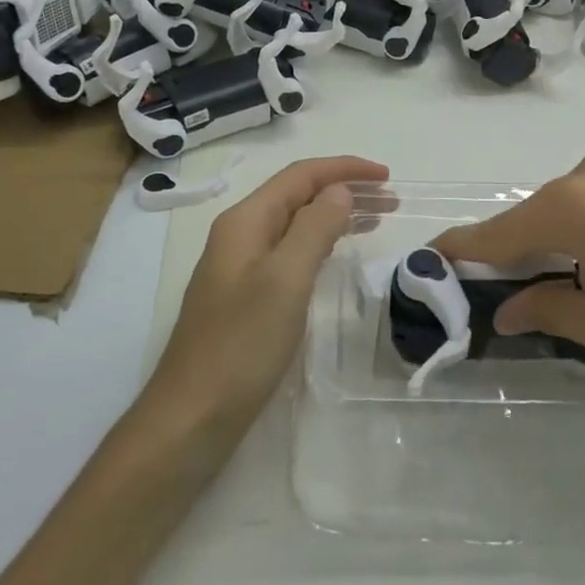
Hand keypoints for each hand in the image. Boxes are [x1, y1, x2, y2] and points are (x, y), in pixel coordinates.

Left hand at [147, 156, 387, 433]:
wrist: (192, 416)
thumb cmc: (241, 345)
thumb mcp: (285, 280)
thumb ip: (313, 228)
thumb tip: (338, 190)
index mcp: (245, 221)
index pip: (300, 176)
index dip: (344, 168)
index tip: (387, 175)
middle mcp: (240, 235)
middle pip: (298, 196)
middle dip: (344, 190)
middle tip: (392, 201)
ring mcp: (240, 267)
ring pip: (295, 224)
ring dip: (335, 216)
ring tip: (377, 221)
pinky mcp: (246, 296)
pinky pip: (290, 253)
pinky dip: (320, 244)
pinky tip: (338, 255)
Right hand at [432, 148, 584, 387]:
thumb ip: (547, 310)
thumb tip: (508, 309)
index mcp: (570, 205)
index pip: (497, 232)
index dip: (462, 251)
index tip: (431, 262)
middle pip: (534, 217)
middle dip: (521, 255)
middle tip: (521, 301)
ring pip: (571, 208)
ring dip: (562, 243)